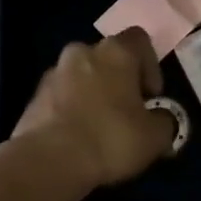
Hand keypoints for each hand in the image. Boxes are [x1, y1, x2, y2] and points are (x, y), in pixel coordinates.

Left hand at [11, 30, 177, 190]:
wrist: (48, 161)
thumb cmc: (111, 138)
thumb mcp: (155, 137)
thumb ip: (165, 121)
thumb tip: (161, 119)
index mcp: (116, 52)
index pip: (140, 40)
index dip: (151, 66)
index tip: (151, 96)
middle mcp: (82, 52)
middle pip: (108, 58)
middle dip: (120, 80)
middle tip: (128, 112)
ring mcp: (54, 73)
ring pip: (82, 77)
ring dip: (93, 94)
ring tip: (100, 128)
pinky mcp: (34, 97)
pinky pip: (61, 97)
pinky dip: (71, 110)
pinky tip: (78, 138)